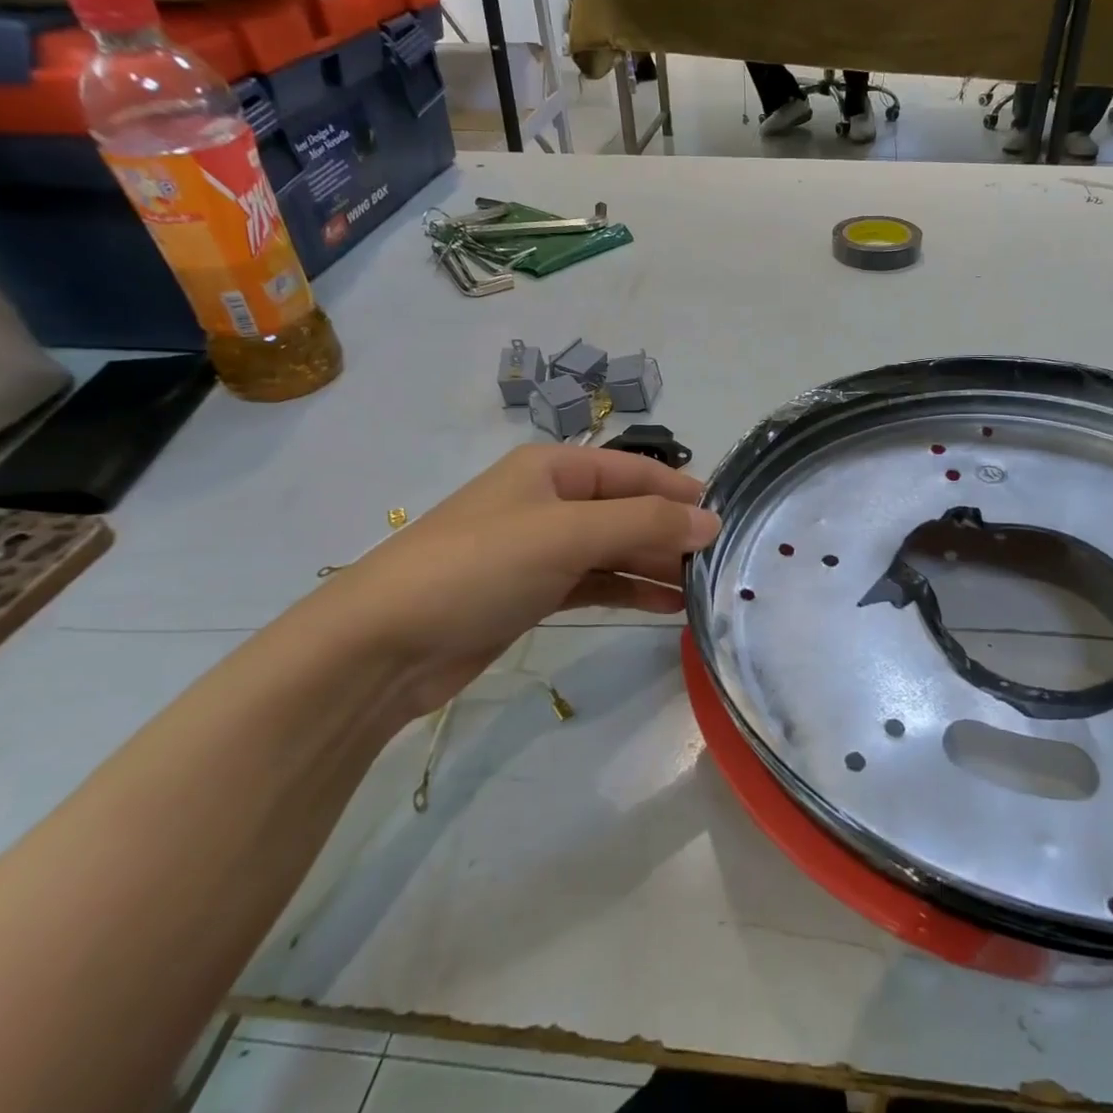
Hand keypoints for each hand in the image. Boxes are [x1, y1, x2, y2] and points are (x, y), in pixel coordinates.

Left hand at [309, 445, 719, 716]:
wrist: (384, 644)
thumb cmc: (479, 567)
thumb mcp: (568, 535)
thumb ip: (645, 526)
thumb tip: (711, 522)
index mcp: (553, 468)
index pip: (635, 470)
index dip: (681, 492)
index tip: (728, 519)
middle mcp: (550, 501)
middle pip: (628, 510)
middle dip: (672, 534)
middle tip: (723, 565)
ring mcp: (540, 549)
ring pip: (614, 549)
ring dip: (656, 566)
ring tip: (703, 591)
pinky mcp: (533, 593)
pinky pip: (595, 583)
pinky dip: (629, 591)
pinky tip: (665, 608)